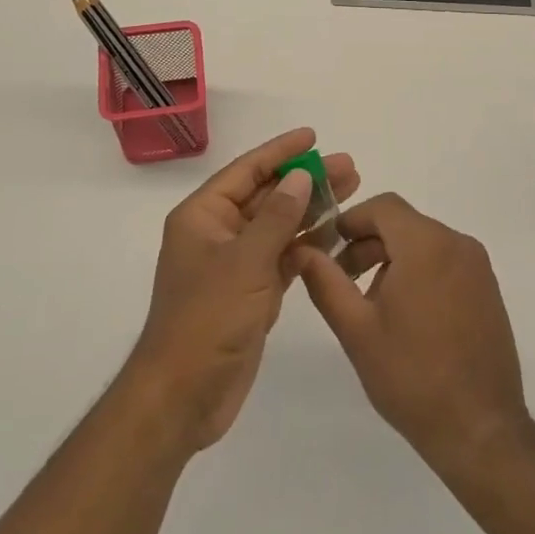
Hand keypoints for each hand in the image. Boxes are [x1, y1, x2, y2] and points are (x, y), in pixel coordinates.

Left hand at [124, 128, 359, 454]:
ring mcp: (235, 265)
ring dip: (311, 210)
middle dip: (305, 180)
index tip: (313, 136)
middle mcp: (218, 234)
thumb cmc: (208, 319)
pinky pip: (283, 257)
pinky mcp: (251, 293)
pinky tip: (337, 234)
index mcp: (203, 216)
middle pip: (267, 196)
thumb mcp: (245, 262)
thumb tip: (300, 177)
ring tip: (351, 191)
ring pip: (278, 226)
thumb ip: (276, 217)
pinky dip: (308, 245)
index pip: (246, 171)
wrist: (183, 397)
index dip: (280, 151)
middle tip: (347, 166)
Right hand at [293, 194, 529, 473]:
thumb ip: (325, 281)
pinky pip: (445, 261)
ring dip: (392, 259)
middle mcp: (457, 244)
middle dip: (368, 243)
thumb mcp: (356, 329)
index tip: (328, 248)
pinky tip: (405, 315)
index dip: (351, 220)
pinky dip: (419, 271)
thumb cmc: (412, 377)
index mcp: (426, 244)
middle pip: (403, 223)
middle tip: (341, 279)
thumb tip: (300, 249)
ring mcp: (477, 267)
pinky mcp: (488, 289)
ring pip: (423, 242)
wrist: (481, 432)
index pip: (382, 206)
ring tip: (371, 304)